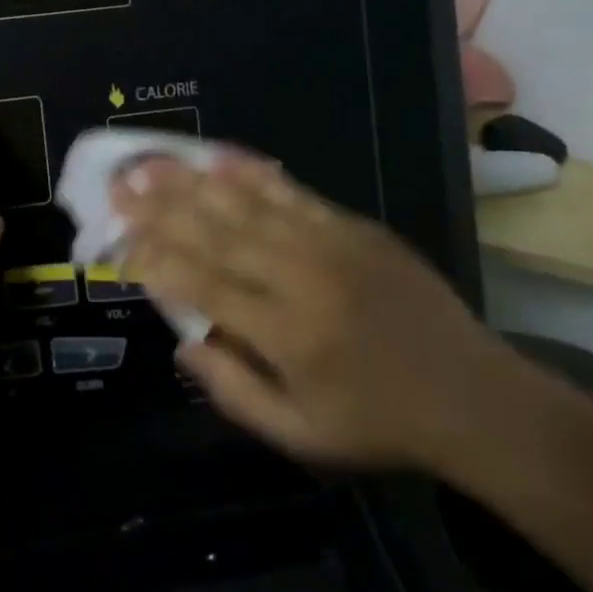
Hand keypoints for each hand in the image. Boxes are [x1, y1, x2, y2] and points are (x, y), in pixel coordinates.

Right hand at [114, 154, 510, 471]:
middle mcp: (301, 277)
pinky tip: (218, 156)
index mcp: (286, 333)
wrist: (475, 397)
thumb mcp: (302, 435)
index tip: (118, 243)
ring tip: (150, 162)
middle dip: (159, 208)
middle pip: (215, 233)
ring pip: (245, 204)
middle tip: (117, 185)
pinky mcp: (353, 226)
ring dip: (192, 181)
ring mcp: (329, 244)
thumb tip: (181, 344)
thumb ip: (234, 391)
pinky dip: (250, 172)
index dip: (154, 261)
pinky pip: (290, 192)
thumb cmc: (379, 423)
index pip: (202, 284)